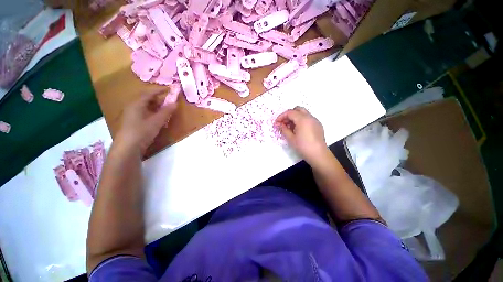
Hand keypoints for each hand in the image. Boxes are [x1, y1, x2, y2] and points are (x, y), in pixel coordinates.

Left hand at [115, 90, 177, 154]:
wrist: (127, 147)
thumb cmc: (142, 132)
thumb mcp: (157, 121)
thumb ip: (166, 111)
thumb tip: (175, 103)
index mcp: (137, 103)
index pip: (149, 92)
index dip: (160, 90)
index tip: (170, 89)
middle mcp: (132, 106)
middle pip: (146, 98)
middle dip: (158, 98)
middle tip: (169, 99)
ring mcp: (131, 114)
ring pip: (145, 105)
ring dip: (156, 105)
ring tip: (165, 108)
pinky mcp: (132, 121)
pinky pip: (143, 112)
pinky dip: (152, 111)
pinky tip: (157, 117)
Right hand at [275, 106, 327, 164]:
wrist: (318, 155)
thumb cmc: (303, 146)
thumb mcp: (291, 138)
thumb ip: (284, 129)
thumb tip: (279, 124)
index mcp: (302, 119)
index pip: (290, 112)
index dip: (281, 116)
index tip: (276, 123)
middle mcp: (310, 117)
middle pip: (297, 109)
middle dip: (289, 115)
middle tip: (284, 123)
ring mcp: (315, 121)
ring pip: (303, 113)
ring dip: (295, 117)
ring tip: (290, 128)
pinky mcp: (318, 125)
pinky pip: (308, 118)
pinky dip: (301, 121)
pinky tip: (298, 130)